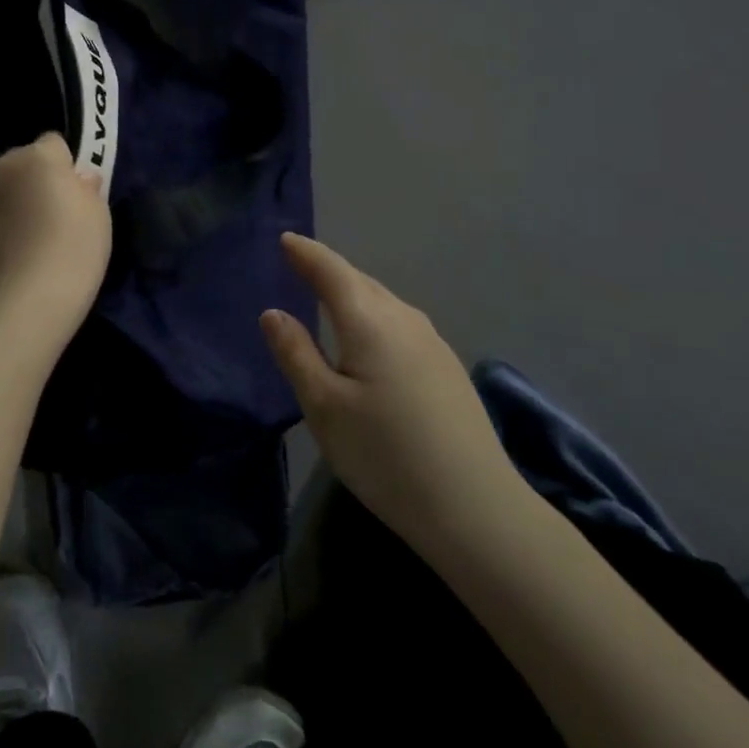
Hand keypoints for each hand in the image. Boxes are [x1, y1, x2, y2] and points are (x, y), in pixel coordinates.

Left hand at [0, 133, 111, 328]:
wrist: (33, 296)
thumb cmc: (76, 245)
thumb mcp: (99, 211)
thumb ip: (86, 186)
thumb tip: (78, 180)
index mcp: (37, 156)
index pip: (54, 143)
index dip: (67, 165)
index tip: (77, 191)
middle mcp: (2, 169)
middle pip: (24, 165)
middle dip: (36, 181)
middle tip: (56, 214)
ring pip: (4, 192)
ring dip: (16, 205)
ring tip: (34, 240)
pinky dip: (0, 230)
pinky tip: (16, 256)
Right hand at [261, 233, 527, 555]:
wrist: (475, 508)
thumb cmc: (384, 454)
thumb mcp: (323, 407)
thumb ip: (295, 353)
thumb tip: (273, 312)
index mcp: (369, 320)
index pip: (331, 271)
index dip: (306, 253)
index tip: (286, 239)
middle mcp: (404, 319)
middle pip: (361, 281)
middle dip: (329, 270)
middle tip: (301, 265)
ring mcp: (433, 342)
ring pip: (384, 302)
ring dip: (354, 293)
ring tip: (329, 298)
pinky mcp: (447, 368)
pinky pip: (400, 323)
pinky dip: (375, 316)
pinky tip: (370, 339)